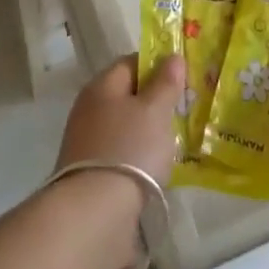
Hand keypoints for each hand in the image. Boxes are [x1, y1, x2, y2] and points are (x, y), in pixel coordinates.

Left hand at [55, 54, 185, 182]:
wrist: (95, 212)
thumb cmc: (130, 149)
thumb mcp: (156, 110)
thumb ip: (166, 82)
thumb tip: (172, 56)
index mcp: (102, 86)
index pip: (131, 62)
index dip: (157, 66)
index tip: (182, 80)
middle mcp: (89, 108)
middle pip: (127, 95)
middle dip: (154, 101)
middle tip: (182, 112)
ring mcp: (85, 141)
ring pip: (124, 125)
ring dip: (146, 131)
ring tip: (173, 143)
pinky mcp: (89, 172)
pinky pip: (120, 152)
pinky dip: (137, 156)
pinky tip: (154, 168)